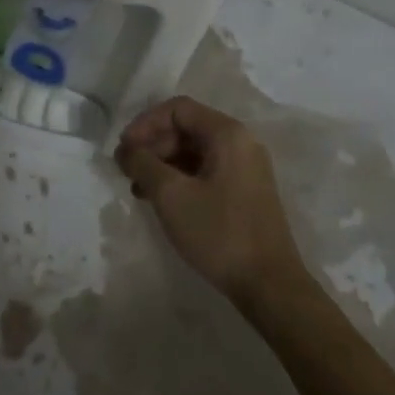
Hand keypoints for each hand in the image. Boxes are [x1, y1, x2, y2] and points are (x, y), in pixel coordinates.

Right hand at [115, 97, 308, 305]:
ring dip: (163, 164)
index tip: (124, 149)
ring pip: (194, 151)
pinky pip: (206, 171)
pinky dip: (180, 179)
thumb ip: (142, 163)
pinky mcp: (245, 192)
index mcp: (227, 134)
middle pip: (186, 128)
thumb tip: (125, 150)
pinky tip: (161, 201)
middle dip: (152, 145)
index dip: (145, 123)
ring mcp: (245, 168)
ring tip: (138, 190)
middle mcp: (240, 142)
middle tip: (127, 170)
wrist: (269, 286)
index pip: (177, 108)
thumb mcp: (171, 195)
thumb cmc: (219, 233)